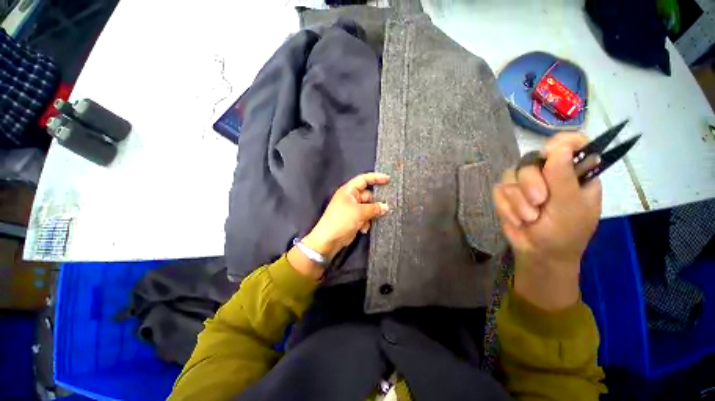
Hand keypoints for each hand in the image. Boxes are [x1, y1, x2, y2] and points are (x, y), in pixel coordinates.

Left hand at [289, 173, 389, 279]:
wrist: (329, 240)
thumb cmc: (342, 220)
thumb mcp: (359, 212)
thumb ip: (374, 208)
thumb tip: (386, 207)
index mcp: (349, 190)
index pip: (364, 179)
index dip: (376, 178)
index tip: (388, 179)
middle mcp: (351, 197)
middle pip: (368, 195)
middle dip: (376, 203)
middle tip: (387, 207)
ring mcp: (353, 208)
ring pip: (368, 207)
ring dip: (371, 215)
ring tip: (372, 221)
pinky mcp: (354, 219)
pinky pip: (365, 216)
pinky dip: (366, 222)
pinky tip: (363, 229)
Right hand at [493, 133, 601, 309]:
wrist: (538, 254)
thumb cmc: (564, 234)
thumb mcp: (570, 207)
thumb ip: (564, 177)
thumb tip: (559, 145)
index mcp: (574, 173)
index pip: (570, 144)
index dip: (560, 143)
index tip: (551, 154)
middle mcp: (548, 174)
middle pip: (531, 160)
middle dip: (530, 183)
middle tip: (539, 202)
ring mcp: (525, 184)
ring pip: (510, 176)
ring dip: (517, 200)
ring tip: (529, 218)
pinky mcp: (507, 194)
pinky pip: (498, 190)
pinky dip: (506, 206)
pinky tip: (517, 219)